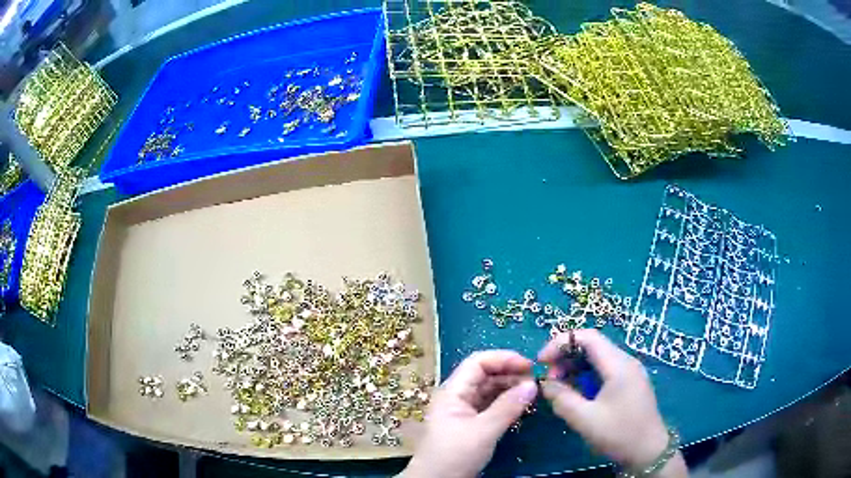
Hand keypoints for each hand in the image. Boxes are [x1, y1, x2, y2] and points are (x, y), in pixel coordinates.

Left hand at [402, 350, 537, 477]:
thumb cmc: (454, 454)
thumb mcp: (483, 431)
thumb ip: (508, 407)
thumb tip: (533, 384)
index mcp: (453, 391)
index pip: (478, 362)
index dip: (504, 359)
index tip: (530, 366)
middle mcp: (457, 396)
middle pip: (485, 375)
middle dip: (511, 374)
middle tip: (537, 381)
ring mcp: (463, 411)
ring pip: (490, 391)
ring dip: (511, 389)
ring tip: (534, 393)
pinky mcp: (470, 424)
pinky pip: (491, 406)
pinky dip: (507, 404)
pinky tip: (522, 406)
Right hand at [538, 330, 686, 475]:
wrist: (649, 451)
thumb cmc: (618, 434)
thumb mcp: (585, 419)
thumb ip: (562, 398)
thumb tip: (544, 383)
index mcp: (619, 365)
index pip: (588, 337)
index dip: (561, 343)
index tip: (541, 362)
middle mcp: (626, 361)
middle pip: (593, 345)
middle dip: (566, 356)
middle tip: (549, 378)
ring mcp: (630, 372)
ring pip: (598, 357)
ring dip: (575, 366)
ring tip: (559, 386)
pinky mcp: (630, 383)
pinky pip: (605, 369)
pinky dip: (586, 375)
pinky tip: (577, 392)